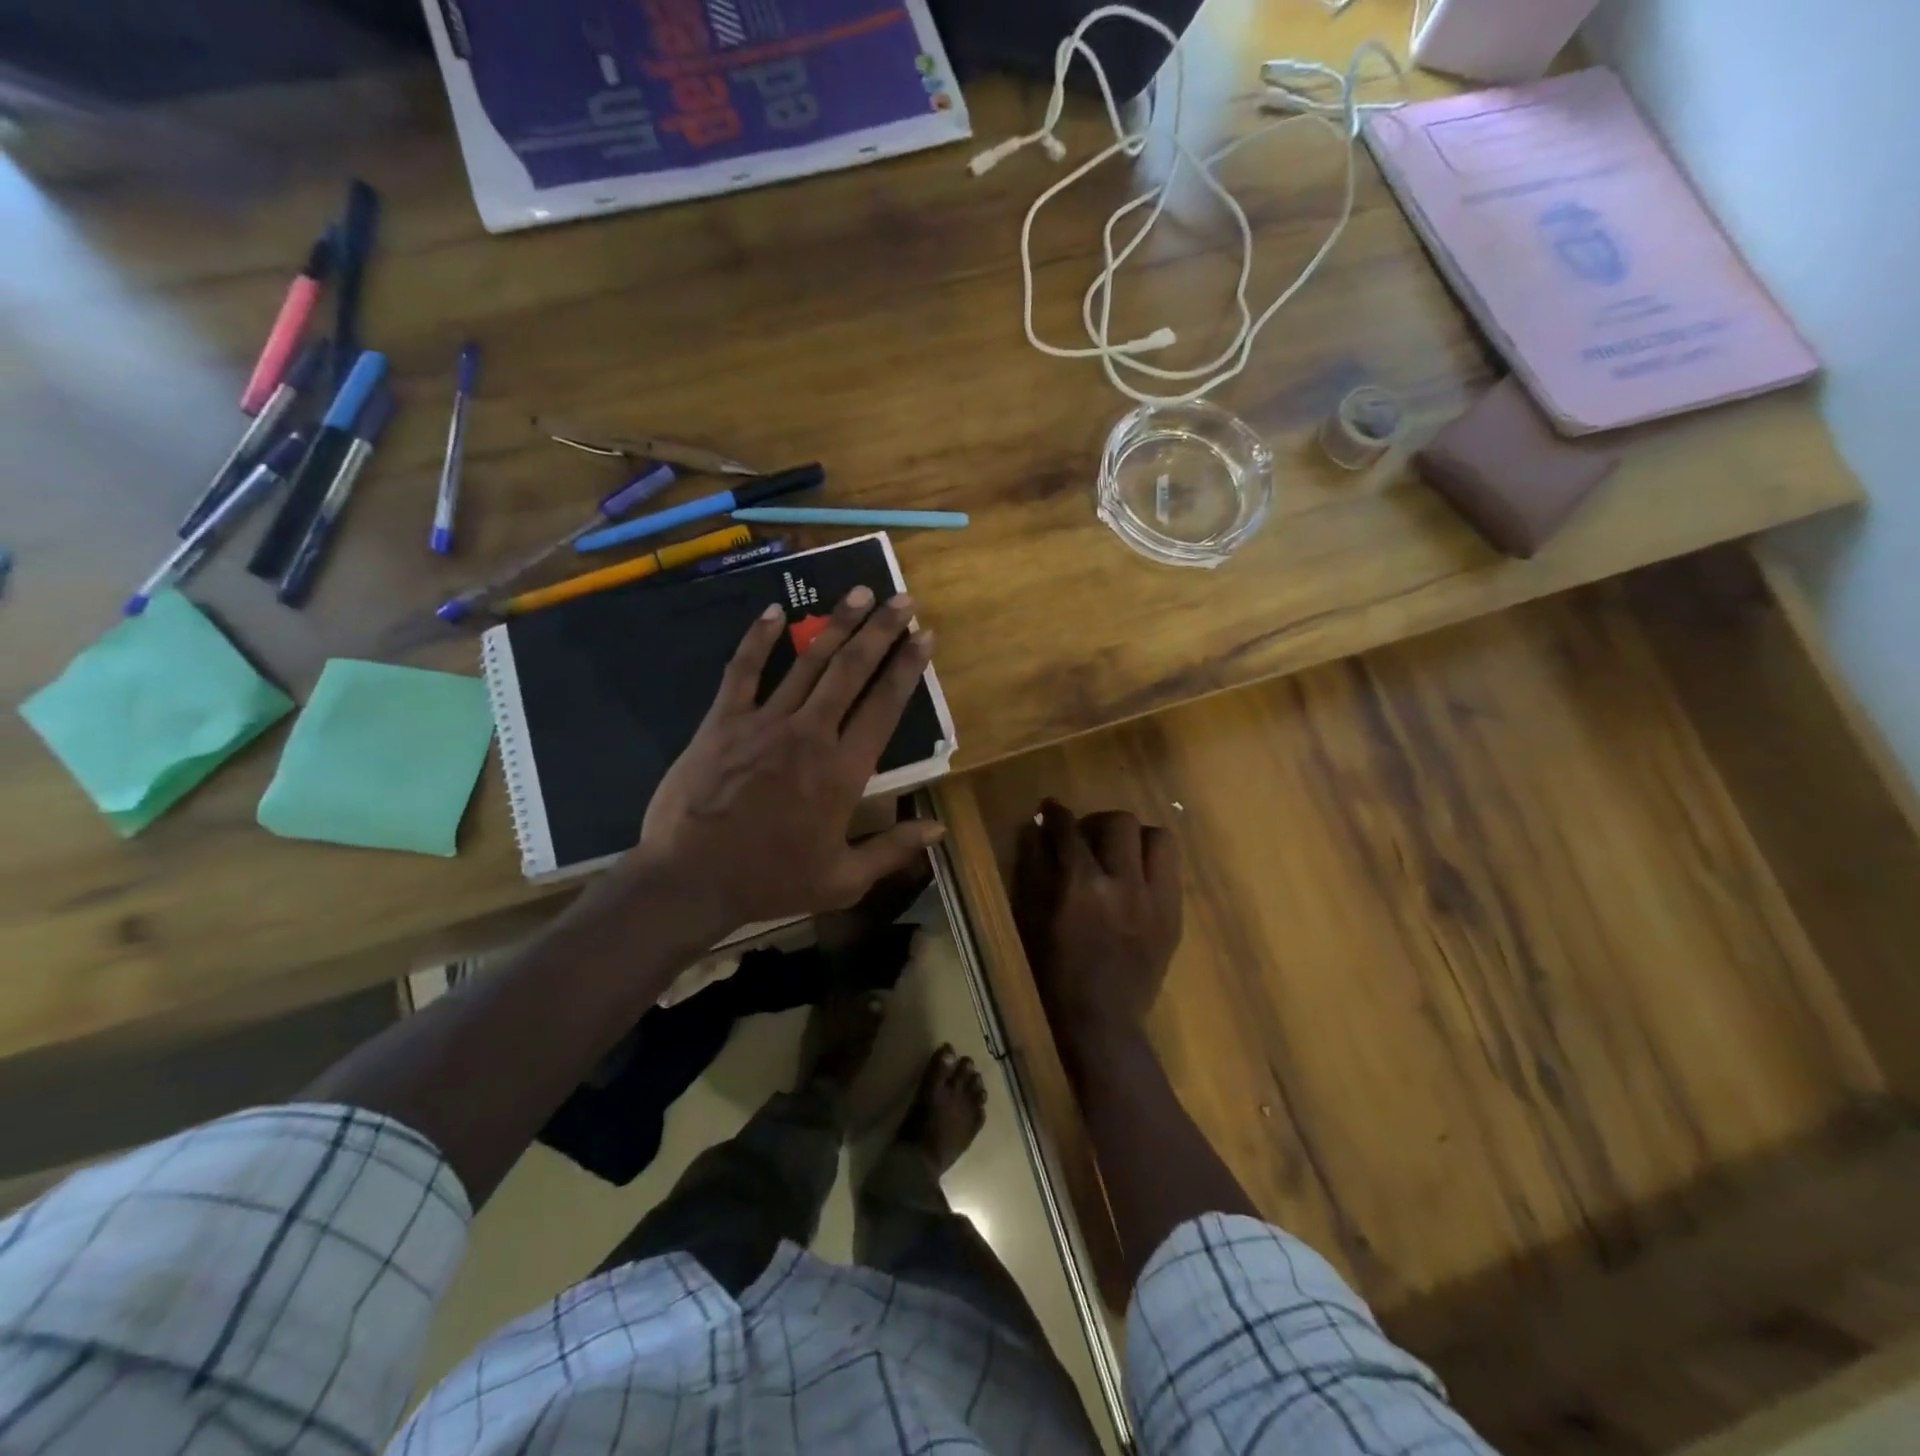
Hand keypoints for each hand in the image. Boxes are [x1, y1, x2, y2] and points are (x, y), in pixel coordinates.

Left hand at [621, 587, 944, 936]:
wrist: (691, 879)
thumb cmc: (772, 880)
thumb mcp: (843, 879)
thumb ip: (893, 849)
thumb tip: (939, 829)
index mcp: (844, 770)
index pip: (884, 705)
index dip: (907, 667)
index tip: (924, 635)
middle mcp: (810, 734)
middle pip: (851, 670)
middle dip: (880, 630)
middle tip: (900, 598)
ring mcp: (764, 722)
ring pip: (807, 662)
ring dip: (836, 624)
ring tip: (858, 592)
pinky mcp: (723, 721)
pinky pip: (743, 671)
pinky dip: (759, 639)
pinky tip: (775, 611)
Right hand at [1013, 800, 1181, 1052]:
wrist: (1102, 1019)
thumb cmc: (1056, 970)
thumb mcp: (1034, 918)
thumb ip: (1036, 869)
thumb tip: (1037, 830)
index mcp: (1083, 886)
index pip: (1070, 831)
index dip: (1057, 815)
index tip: (1051, 809)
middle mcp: (1124, 884)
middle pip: (1121, 822)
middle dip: (1099, 821)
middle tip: (1088, 837)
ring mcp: (1156, 899)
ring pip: (1158, 837)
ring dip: (1135, 838)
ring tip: (1120, 853)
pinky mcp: (1174, 915)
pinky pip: (1172, 869)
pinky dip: (1152, 863)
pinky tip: (1137, 878)